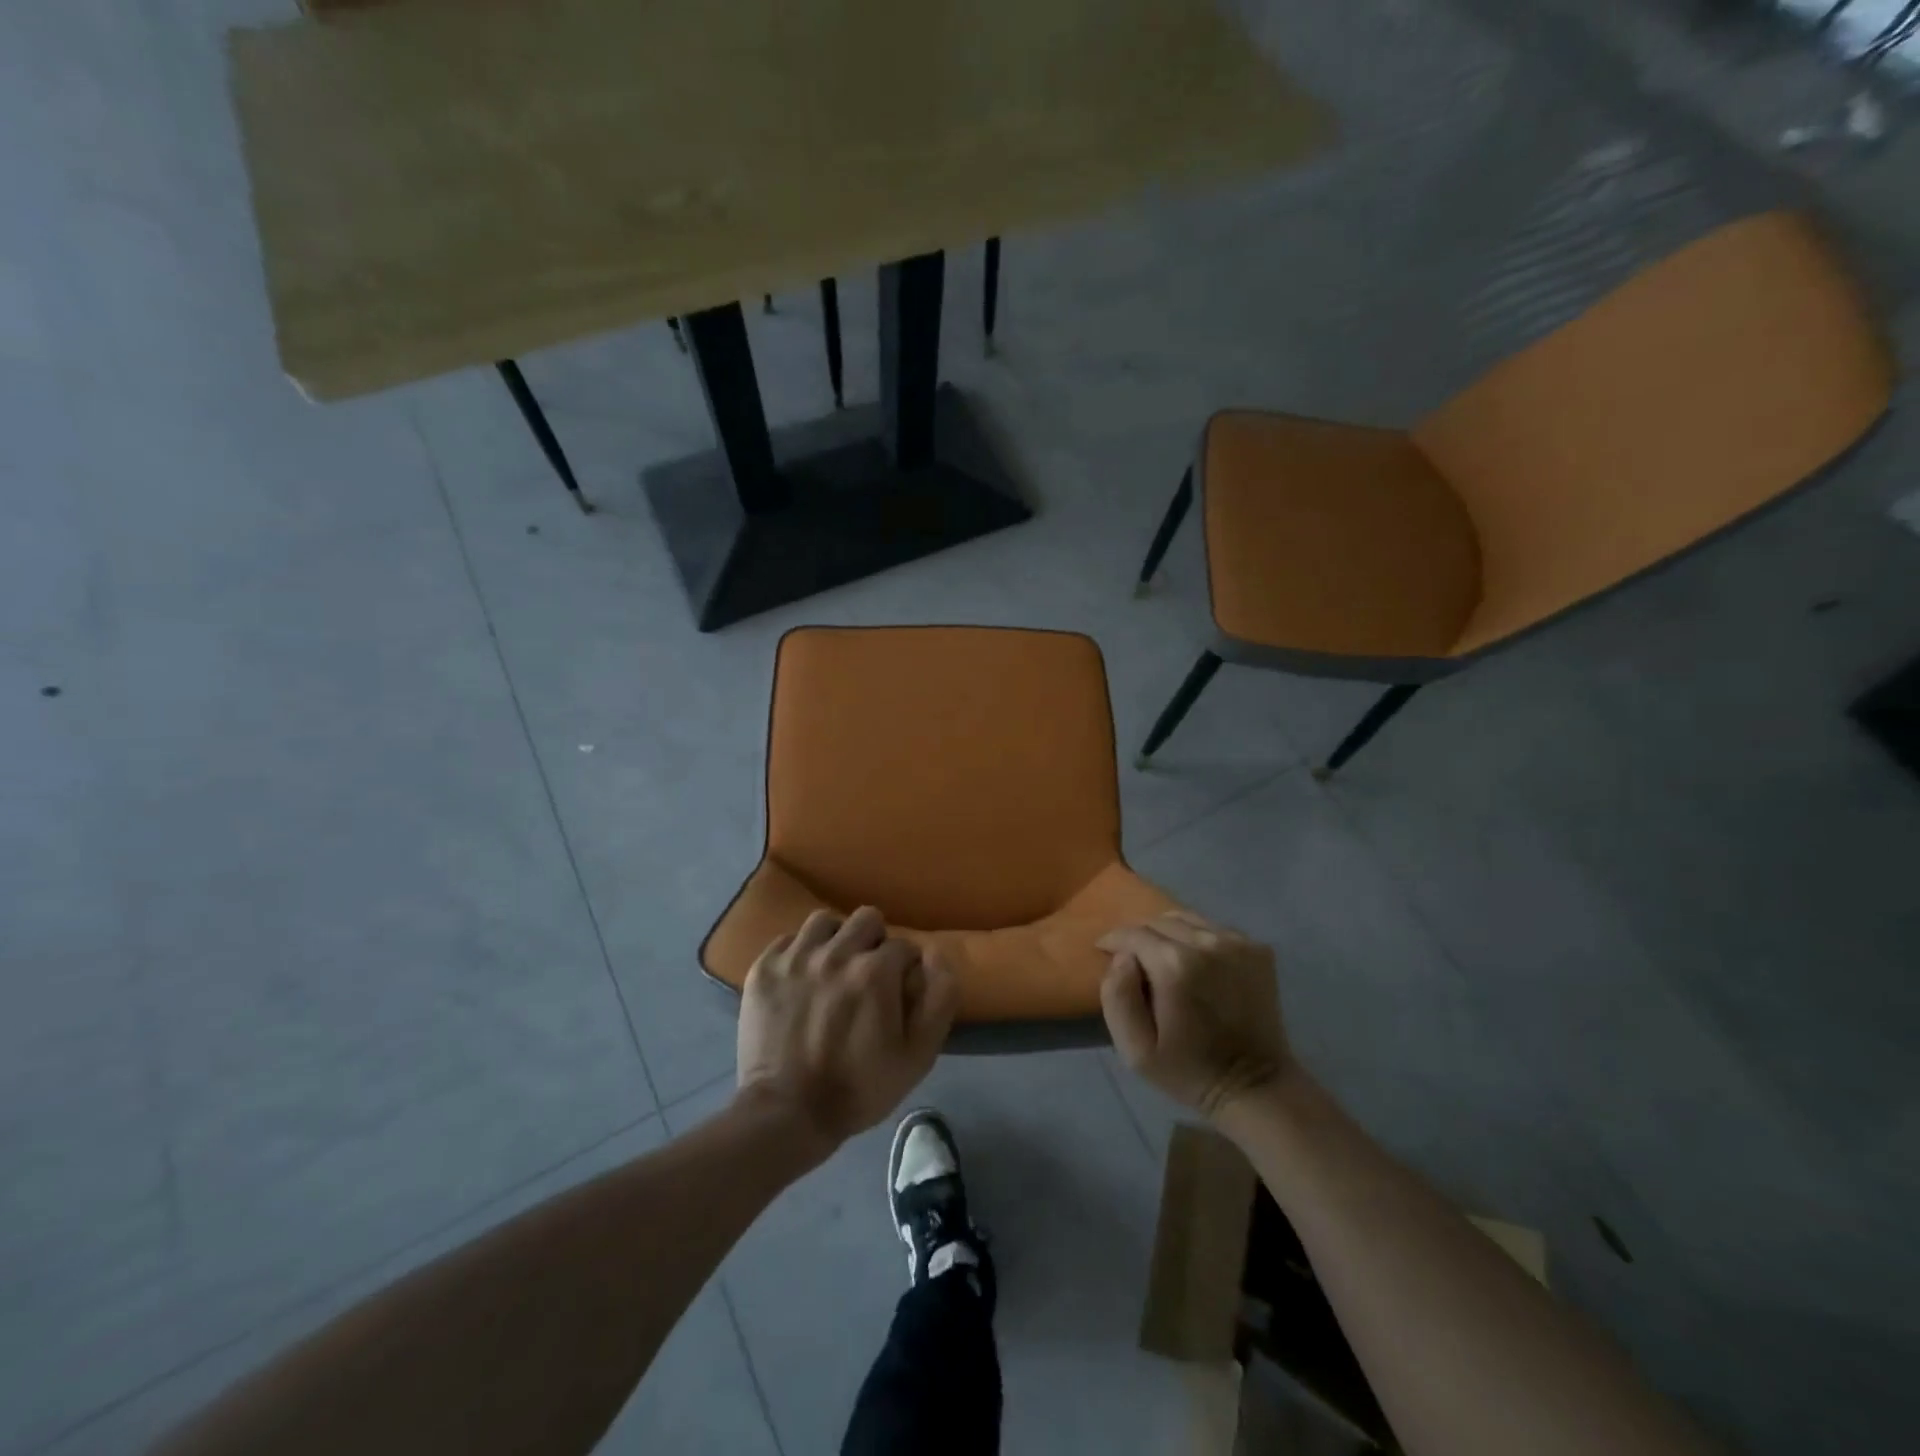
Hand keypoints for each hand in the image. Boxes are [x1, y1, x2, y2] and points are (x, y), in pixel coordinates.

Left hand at [737, 907, 956, 1150]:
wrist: (786, 1114)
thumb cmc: (859, 1088)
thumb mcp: (918, 1055)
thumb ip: (940, 998)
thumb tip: (935, 954)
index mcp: (876, 971)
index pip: (904, 946)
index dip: (905, 970)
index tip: (897, 994)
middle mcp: (836, 953)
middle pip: (867, 919)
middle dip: (874, 942)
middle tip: (867, 976)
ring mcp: (795, 958)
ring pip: (825, 921)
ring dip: (836, 939)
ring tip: (832, 968)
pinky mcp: (764, 969)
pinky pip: (788, 939)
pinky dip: (799, 953)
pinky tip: (800, 979)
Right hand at [1099, 910, 1291, 1118]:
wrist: (1256, 1087)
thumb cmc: (1189, 1071)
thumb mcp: (1135, 1049)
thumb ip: (1117, 996)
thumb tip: (1122, 958)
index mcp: (1174, 964)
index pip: (1132, 933)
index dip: (1113, 940)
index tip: (1104, 951)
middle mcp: (1207, 942)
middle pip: (1159, 921)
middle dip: (1139, 936)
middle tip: (1133, 960)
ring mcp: (1237, 943)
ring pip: (1187, 919)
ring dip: (1168, 933)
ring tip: (1162, 958)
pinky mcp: (1258, 949)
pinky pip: (1214, 929)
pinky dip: (1197, 938)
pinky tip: (1196, 964)